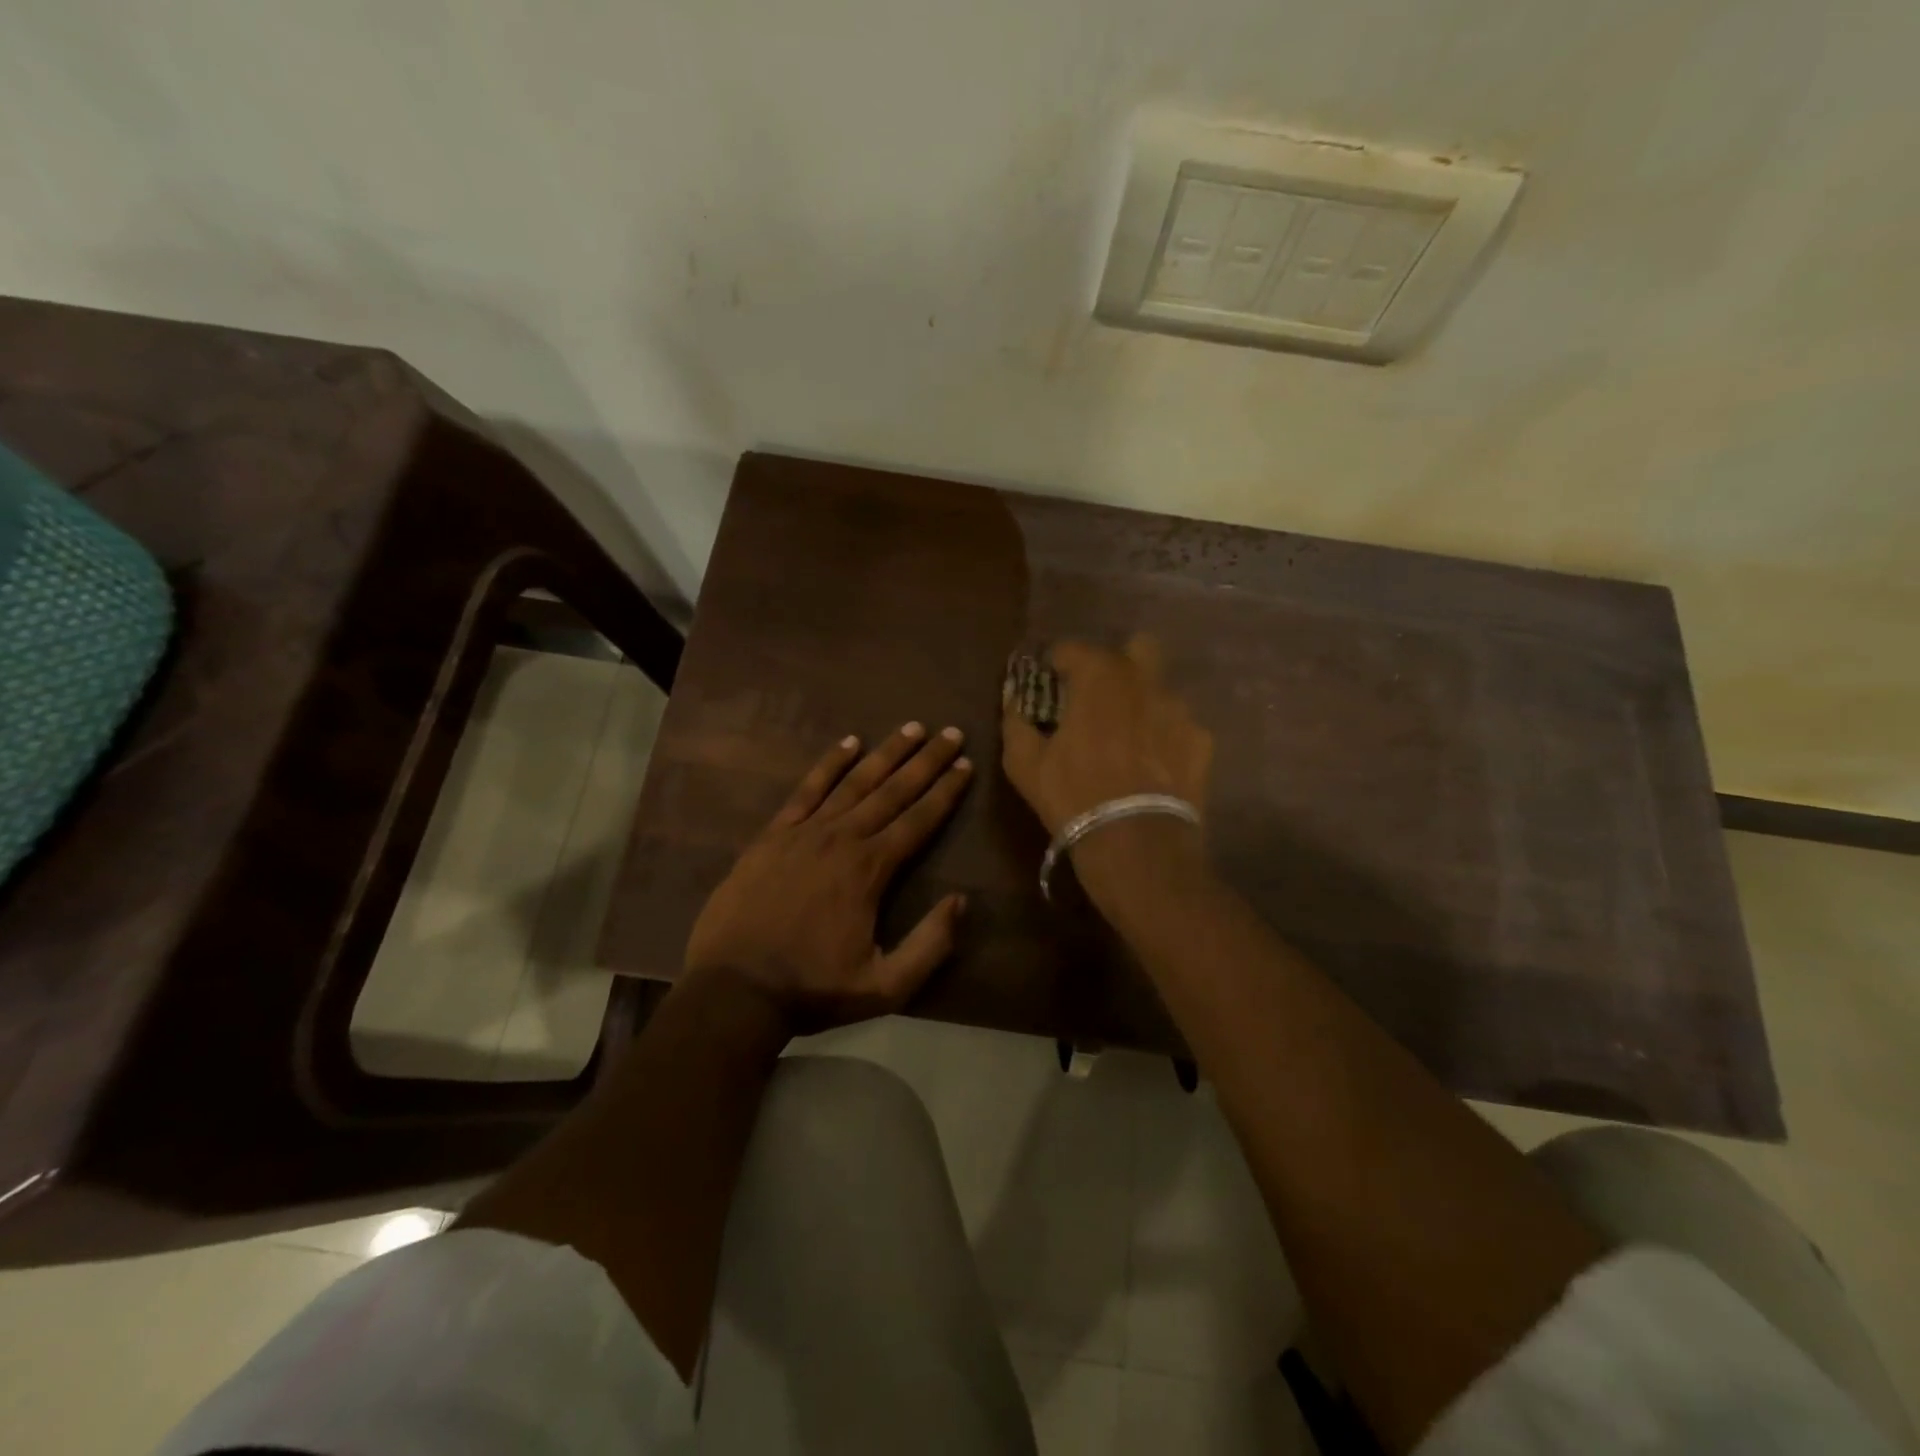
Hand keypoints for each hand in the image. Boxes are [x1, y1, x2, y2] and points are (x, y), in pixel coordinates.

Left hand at [684, 723, 973, 1034]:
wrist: (734, 990)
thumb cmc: (811, 989)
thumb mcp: (885, 987)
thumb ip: (929, 946)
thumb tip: (960, 901)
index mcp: (870, 870)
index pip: (919, 820)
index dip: (945, 792)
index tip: (966, 765)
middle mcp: (842, 838)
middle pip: (893, 791)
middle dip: (926, 760)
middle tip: (951, 732)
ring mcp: (804, 832)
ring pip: (854, 782)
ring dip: (885, 753)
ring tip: (912, 728)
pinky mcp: (773, 835)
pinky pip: (807, 790)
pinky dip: (829, 764)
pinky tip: (848, 743)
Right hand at [1000, 636, 1212, 837]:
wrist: (1136, 841)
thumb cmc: (1073, 794)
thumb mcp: (1024, 763)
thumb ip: (1015, 722)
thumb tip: (1013, 700)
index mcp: (1098, 677)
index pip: (1073, 649)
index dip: (1057, 663)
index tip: (1049, 682)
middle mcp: (1145, 681)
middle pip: (1136, 648)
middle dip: (1116, 664)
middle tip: (1098, 696)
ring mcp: (1180, 709)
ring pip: (1160, 690)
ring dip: (1142, 703)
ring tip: (1128, 738)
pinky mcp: (1202, 741)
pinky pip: (1179, 727)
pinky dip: (1165, 737)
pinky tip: (1153, 764)